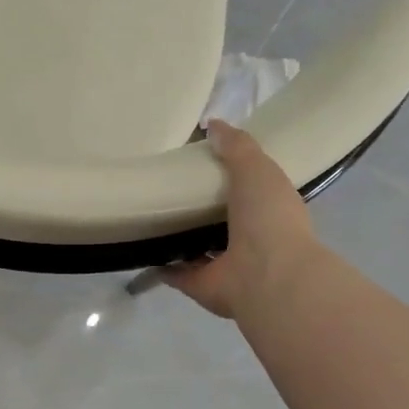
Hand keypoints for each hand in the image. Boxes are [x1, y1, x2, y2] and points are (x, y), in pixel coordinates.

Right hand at [161, 120, 319, 320]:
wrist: (267, 276)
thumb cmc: (268, 218)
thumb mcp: (257, 168)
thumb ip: (237, 146)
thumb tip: (213, 124)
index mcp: (266, 210)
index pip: (245, 189)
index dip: (226, 175)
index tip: (199, 160)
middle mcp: (248, 239)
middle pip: (217, 219)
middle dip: (197, 206)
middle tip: (165, 185)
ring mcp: (223, 265)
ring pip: (196, 247)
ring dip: (178, 236)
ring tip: (148, 214)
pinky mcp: (199, 284)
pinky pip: (175, 272)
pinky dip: (160, 264)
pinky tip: (140, 247)